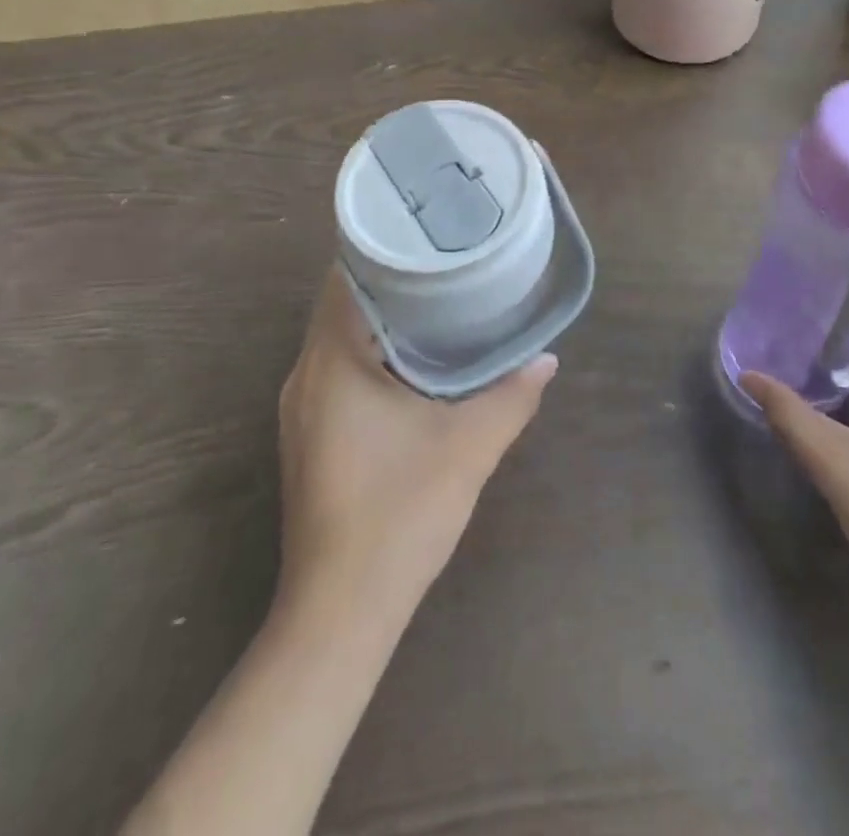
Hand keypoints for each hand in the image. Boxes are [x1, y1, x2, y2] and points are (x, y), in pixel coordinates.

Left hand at [278, 268, 557, 609]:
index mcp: (332, 362)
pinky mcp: (309, 438)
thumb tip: (547, 360)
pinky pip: (338, 373)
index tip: (427, 236)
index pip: (345, 279)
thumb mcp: (469, 447)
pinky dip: (373, 356)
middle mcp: (305, 376)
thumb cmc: (400, 514)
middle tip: (445, 266)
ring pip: (340, 342)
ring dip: (382, 322)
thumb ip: (511, 396)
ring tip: (438, 304)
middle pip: (342, 306)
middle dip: (392, 284)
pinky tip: (415, 366)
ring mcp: (301, 410)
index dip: (384, 251)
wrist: (340, 612)